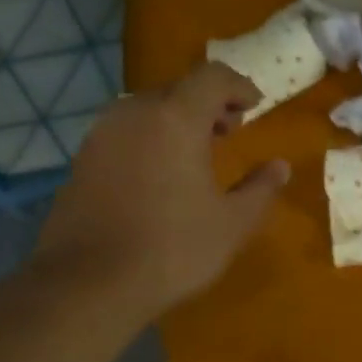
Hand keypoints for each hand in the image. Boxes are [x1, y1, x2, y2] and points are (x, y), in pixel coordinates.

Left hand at [27, 63, 289, 323]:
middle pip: (177, 89)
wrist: (89, 284)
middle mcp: (134, 113)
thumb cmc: (172, 250)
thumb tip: (280, 166)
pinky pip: (123, 133)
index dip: (239, 86)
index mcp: (176, 118)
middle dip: (207, 104)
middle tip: (228, 132)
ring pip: (146, 110)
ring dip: (175, 121)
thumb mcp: (232, 224)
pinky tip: (157, 177)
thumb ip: (261, 189)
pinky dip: (148, 139)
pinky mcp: (81, 160)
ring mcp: (101, 135)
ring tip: (193, 155)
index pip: (212, 77)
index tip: (254, 107)